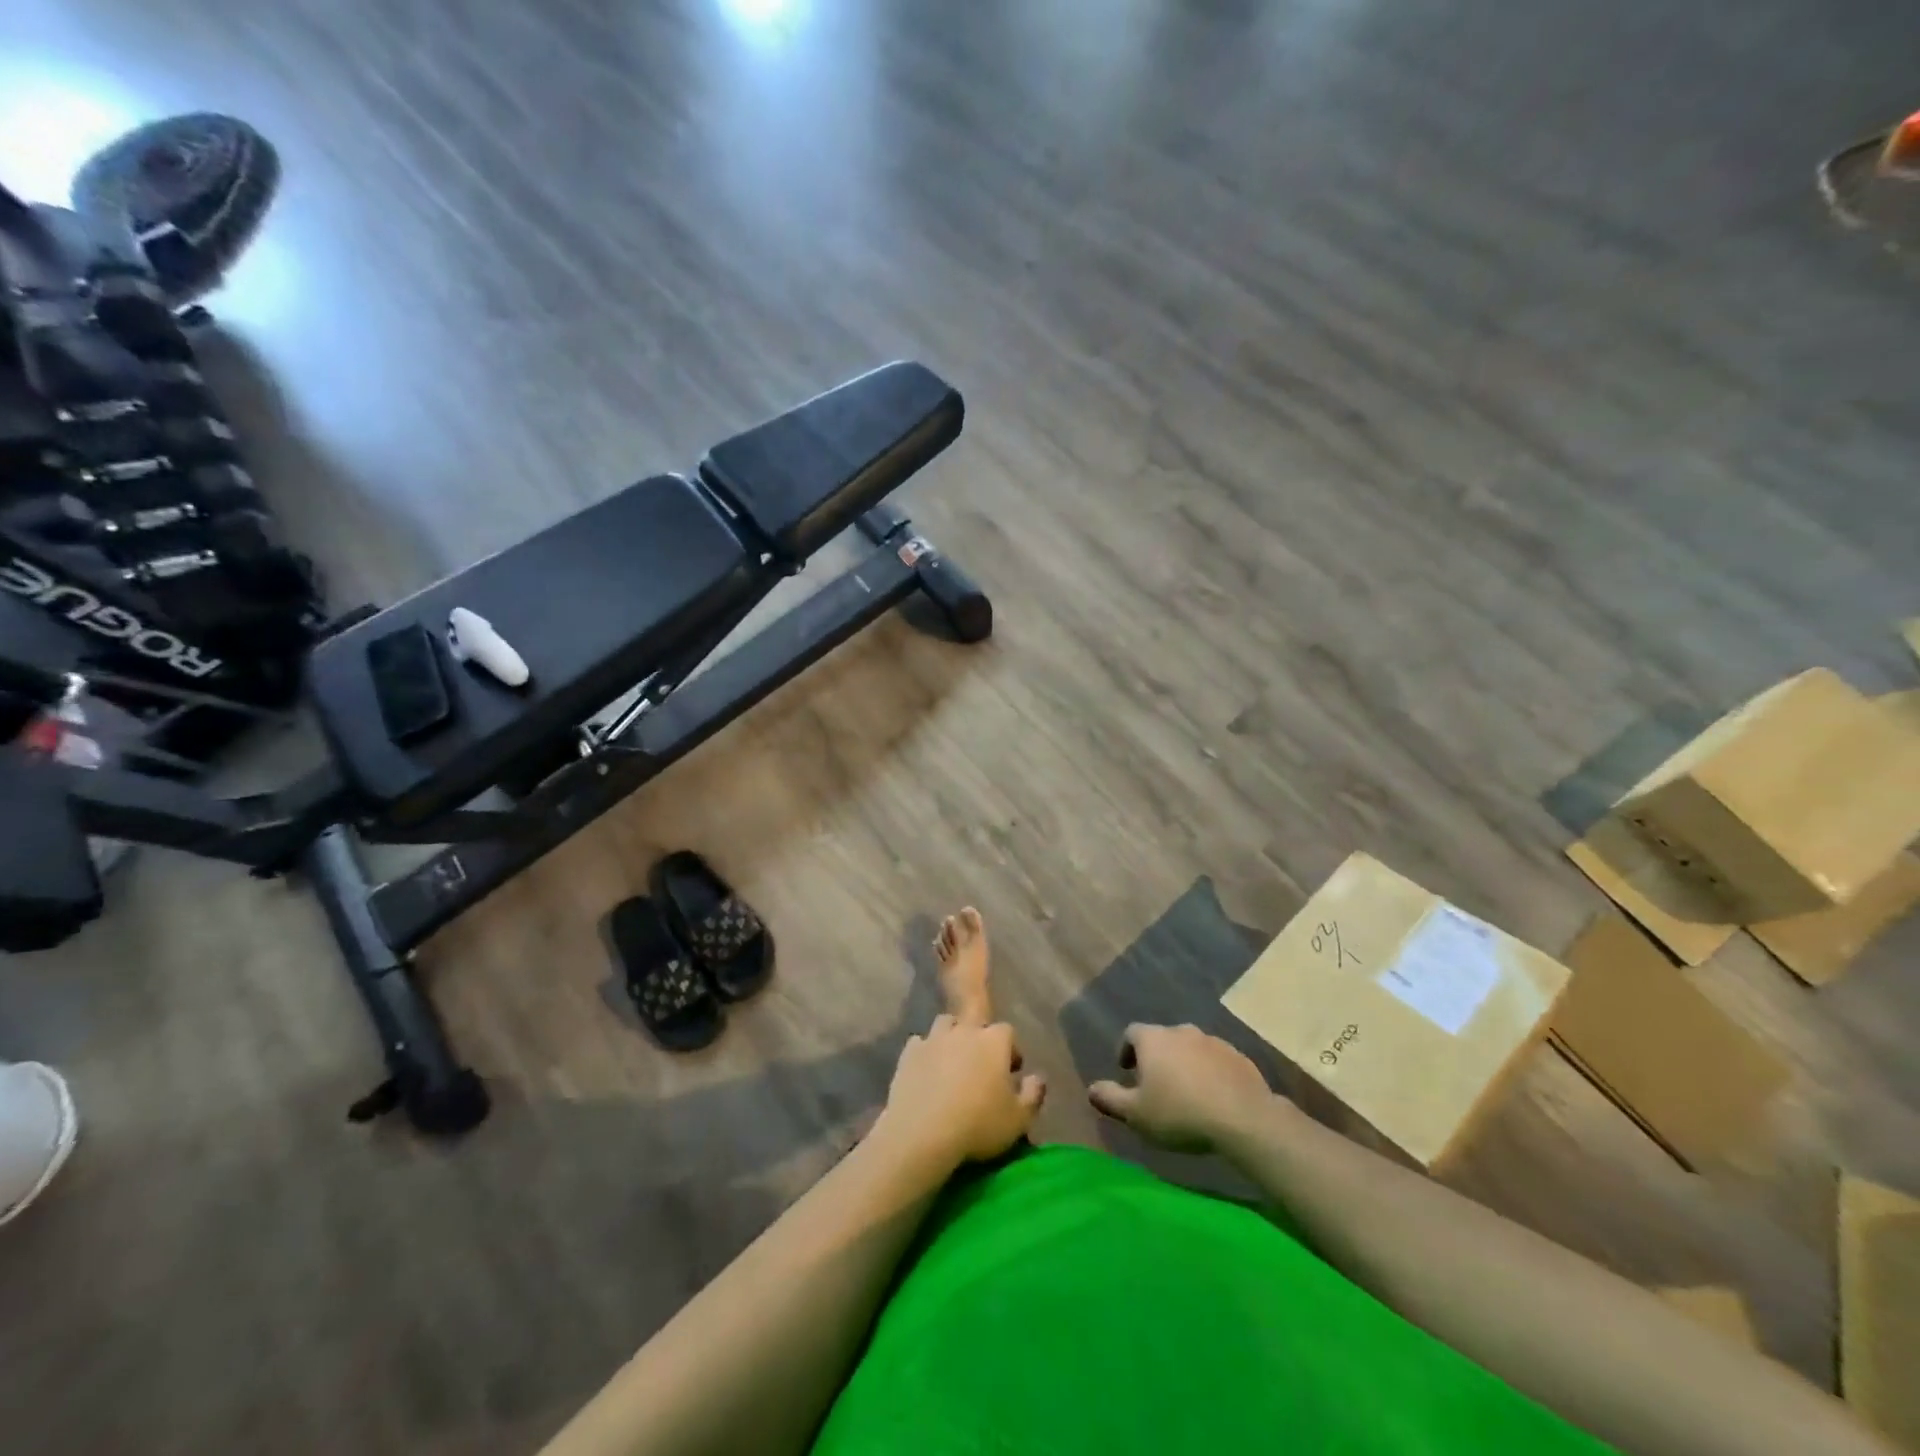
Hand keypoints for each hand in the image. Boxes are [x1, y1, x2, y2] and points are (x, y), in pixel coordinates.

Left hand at [874, 1015, 1044, 1169]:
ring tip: (952, 1063)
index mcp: (994, 1041)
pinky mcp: (909, 1053)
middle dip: (979, 1037)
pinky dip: (925, 1053)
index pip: (1008, 1032)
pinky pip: (920, 1044)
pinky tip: (926, 1072)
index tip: (1011, 1071)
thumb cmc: (978, 1124)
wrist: (922, 1132)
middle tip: (980, 1064)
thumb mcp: (1019, 1120)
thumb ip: (1033, 1095)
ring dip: (951, 1038)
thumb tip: (1038, 1078)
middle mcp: (964, 1030)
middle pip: (974, 1021)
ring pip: (945, 1025)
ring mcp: (934, 1038)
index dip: (1011, 1049)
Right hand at [1088, 1023, 1275, 1153]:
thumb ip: (1110, 1099)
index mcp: (1153, 1039)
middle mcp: (1181, 1031)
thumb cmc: (1180, 1113)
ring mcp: (1213, 1041)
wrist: (1243, 1119)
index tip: (1127, 1072)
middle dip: (1157, 1058)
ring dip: (1185, 1064)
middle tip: (1156, 1086)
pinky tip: (1214, 1097)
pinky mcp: (1239, 1057)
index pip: (1131, 1033)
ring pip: (1191, 1049)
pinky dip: (1210, 1073)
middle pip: (1162, 1039)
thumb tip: (1091, 1089)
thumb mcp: (1136, 1114)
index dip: (1126, 1050)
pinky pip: (1217, 1061)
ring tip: (1186, 1093)